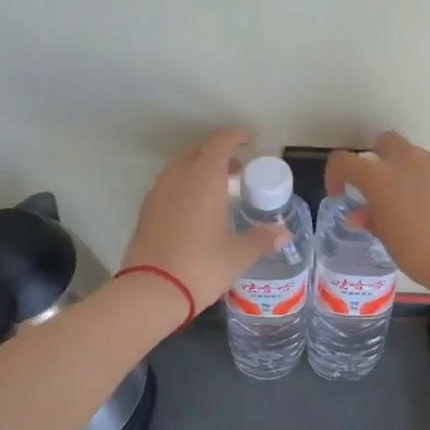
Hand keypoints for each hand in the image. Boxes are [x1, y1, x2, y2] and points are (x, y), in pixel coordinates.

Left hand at [122, 129, 289, 322]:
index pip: (220, 143)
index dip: (236, 137)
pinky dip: (185, 185)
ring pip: (181, 167)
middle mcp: (178, 177)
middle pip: (198, 151)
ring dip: (200, 168)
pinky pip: (169, 184)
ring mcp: (158, 192)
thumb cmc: (201, 266)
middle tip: (238, 169)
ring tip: (218, 188)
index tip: (250, 140)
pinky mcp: (146, 210)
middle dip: (219, 153)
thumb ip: (262, 239)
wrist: (151, 292)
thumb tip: (283, 233)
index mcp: (204, 178)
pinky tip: (195, 208)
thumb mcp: (238, 255)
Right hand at [325, 132, 429, 299]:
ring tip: (403, 204)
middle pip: (384, 142)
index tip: (339, 194)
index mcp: (379, 176)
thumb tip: (360, 215)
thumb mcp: (388, 240)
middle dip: (376, 158)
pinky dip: (425, 184)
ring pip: (412, 156)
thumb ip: (372, 220)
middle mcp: (406, 162)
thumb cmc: (420, 252)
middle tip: (375, 189)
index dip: (335, 174)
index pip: (344, 161)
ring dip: (402, 171)